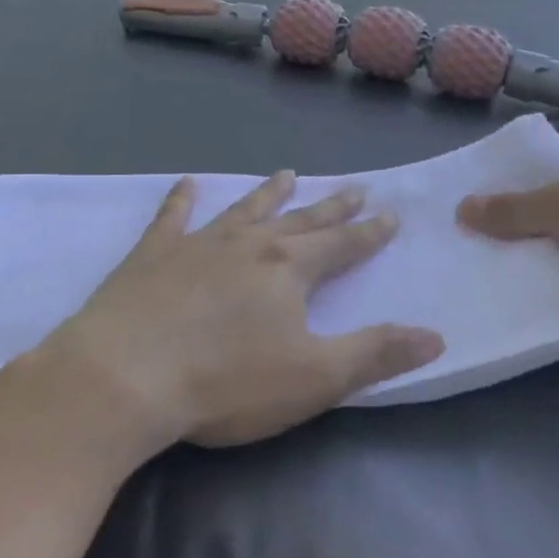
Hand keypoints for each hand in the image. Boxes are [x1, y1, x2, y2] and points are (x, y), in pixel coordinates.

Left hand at [4, 173, 444, 460]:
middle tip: (353, 186)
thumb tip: (435, 335)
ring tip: (286, 175)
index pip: (341, 245)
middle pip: (299, 220)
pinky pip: (172, 217)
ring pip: (242, 209)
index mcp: (288, 269)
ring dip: (267, 194)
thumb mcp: (314, 378)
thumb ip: (375, 353)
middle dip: (330, 207)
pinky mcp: (152, 255)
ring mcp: (196, 244)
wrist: (124, 375)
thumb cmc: (225, 382)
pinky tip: (187, 184)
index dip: (368, 233)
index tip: (389, 215)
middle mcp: (247, 244)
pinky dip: (182, 200)